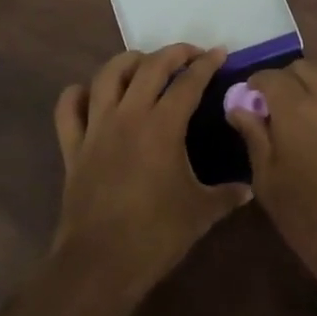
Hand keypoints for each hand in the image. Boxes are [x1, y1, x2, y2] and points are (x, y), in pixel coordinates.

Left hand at [51, 45, 250, 295]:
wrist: (101, 262)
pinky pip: (68, 109)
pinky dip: (78, 94)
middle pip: (149, 66)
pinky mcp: (73, 147)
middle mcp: (128, 116)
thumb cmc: (156, 235)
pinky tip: (91, 94)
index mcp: (162, 126)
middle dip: (172, 52)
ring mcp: (96, 129)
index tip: (219, 53)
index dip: (206, 64)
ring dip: (128, 62)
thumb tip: (247, 189)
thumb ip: (226, 195)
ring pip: (107, 76)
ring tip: (144, 64)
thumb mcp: (201, 213)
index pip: (188, 82)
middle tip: (190, 54)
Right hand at [224, 61, 316, 290]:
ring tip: (295, 110)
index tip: (246, 101)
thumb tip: (239, 107)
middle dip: (283, 78)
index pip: (270, 77)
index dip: (254, 84)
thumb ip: (254, 137)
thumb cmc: (308, 216)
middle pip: (302, 67)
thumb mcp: (268, 180)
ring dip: (308, 81)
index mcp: (296, 109)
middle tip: (271, 105)